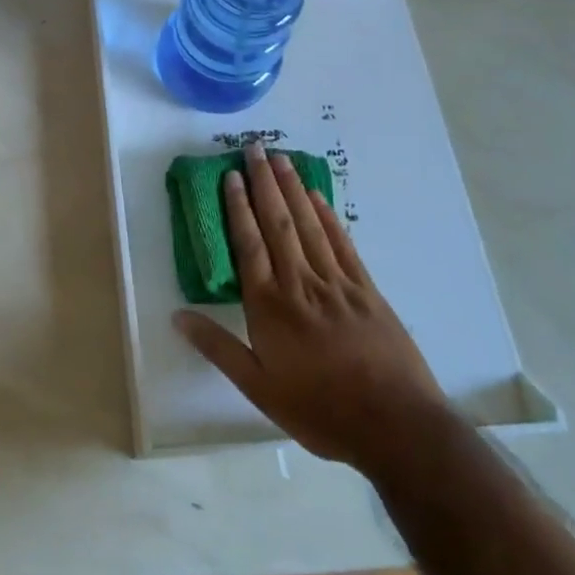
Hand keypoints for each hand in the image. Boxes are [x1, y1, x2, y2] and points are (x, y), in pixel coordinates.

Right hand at [174, 141, 450, 477]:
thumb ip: (218, 348)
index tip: (230, 175)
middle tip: (255, 147)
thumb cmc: (319, 410)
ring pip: (309, 225)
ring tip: (281, 158)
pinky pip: (342, 243)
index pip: (249, 244)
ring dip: (293, 188)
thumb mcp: (258, 388)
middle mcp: (300, 283)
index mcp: (270, 305)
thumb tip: (177, 316)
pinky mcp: (367, 290)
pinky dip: (328, 216)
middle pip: (278, 223)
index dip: (238, 207)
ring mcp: (337, 283)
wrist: (396, 426)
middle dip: (264, 183)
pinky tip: (318, 197)